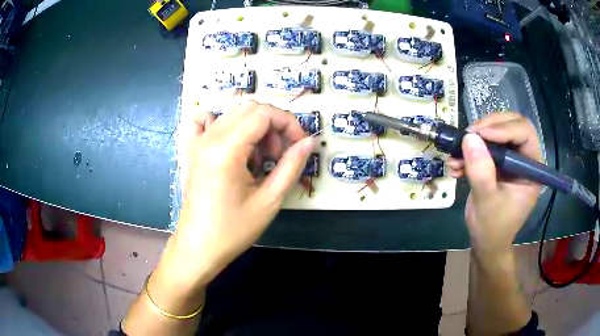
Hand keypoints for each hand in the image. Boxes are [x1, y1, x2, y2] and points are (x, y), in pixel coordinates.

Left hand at [162, 101, 312, 286]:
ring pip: (233, 114)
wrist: (199, 247)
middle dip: (274, 125)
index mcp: (226, 149)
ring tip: (260, 158)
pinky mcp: (192, 150)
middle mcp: (209, 138)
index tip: (300, 144)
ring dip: (255, 128)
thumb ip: (291, 166)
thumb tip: (309, 142)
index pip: (264, 114)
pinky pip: (204, 121)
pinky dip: (223, 123)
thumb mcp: (269, 200)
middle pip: (250, 109)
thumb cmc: (233, 230)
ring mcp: (197, 142)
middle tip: (281, 155)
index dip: (289, 123)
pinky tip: (232, 143)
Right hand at [447, 113, 541, 253]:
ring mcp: (510, 159)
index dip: (504, 129)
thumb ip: (481, 172)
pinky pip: (485, 145)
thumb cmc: (492, 228)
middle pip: (511, 125)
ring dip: (475, 139)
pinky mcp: (497, 162)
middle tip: (468, 136)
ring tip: (456, 154)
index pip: (525, 133)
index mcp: (532, 169)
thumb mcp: (487, 202)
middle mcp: (524, 159)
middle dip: (488, 127)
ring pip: (496, 131)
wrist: (485, 243)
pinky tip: (456, 164)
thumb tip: (469, 137)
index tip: (479, 135)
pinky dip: (469, 150)